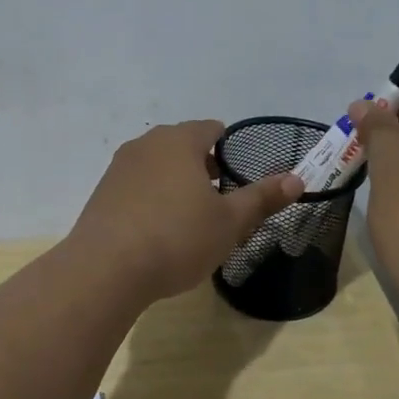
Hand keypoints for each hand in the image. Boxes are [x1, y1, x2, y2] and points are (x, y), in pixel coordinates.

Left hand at [69, 119, 303, 302]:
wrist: (106, 269)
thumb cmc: (177, 238)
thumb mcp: (229, 222)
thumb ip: (262, 198)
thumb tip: (297, 179)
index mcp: (179, 141)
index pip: (211, 129)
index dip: (229, 149)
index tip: (238, 179)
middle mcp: (146, 145)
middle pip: (183, 146)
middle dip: (203, 169)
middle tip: (220, 204)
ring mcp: (119, 168)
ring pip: (157, 167)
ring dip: (176, 185)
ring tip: (189, 221)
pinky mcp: (101, 194)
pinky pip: (136, 188)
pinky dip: (151, 201)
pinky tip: (157, 233)